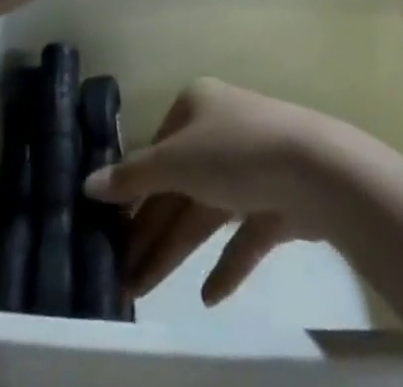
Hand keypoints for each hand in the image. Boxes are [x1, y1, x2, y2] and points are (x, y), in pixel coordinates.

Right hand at [83, 79, 336, 304]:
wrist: (315, 169)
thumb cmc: (235, 150)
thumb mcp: (176, 160)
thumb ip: (134, 176)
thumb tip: (87, 184)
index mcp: (195, 105)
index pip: (156, 149)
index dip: (132, 189)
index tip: (108, 227)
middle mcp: (220, 130)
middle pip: (177, 185)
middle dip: (149, 229)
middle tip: (120, 273)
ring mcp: (251, 167)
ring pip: (205, 212)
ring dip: (176, 250)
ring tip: (143, 289)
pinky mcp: (277, 202)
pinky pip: (243, 235)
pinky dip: (226, 263)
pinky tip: (208, 296)